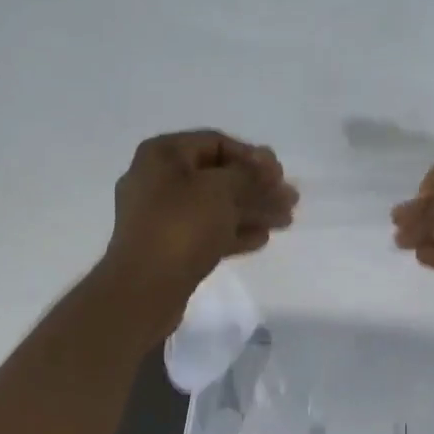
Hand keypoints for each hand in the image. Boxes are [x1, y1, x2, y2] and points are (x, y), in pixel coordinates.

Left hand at [97, 130, 296, 339]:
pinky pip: (206, 231)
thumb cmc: (181, 228)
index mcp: (163, 155)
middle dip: (256, 187)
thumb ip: (250, 175)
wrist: (144, 289)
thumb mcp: (220, 191)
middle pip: (217, 177)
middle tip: (290, 200)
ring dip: (251, 211)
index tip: (280, 175)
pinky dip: (234, 232)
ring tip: (285, 221)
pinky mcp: (169, 248)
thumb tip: (268, 165)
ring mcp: (162, 217)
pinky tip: (262, 239)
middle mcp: (158, 180)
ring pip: (215, 207)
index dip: (252, 157)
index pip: (216, 143)